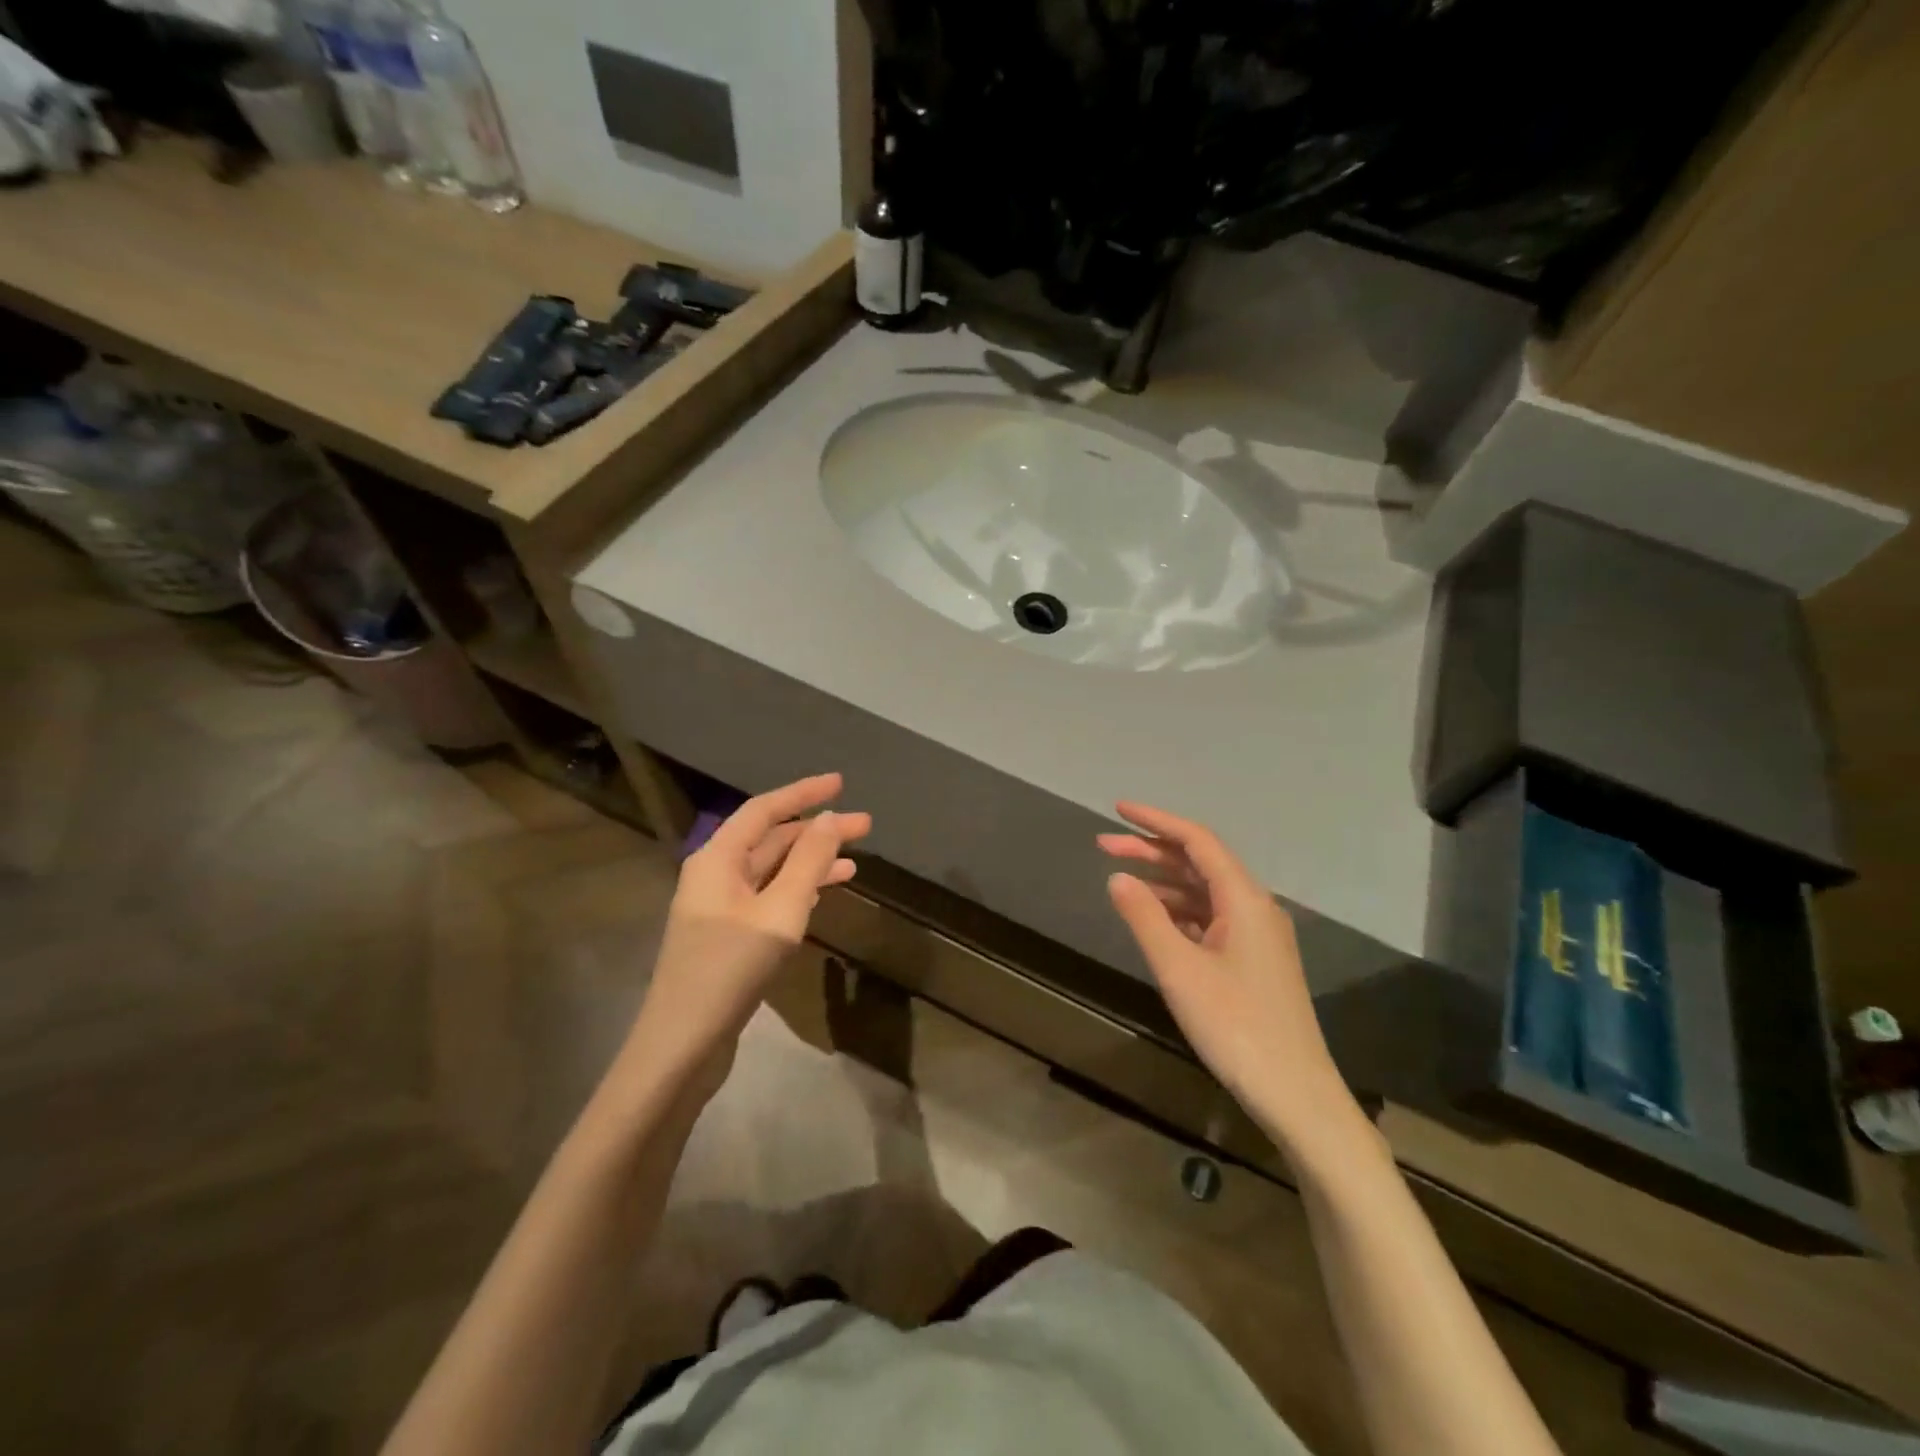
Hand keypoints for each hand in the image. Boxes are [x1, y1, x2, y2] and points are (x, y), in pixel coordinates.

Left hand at [630, 774, 870, 1091]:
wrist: (682, 1043)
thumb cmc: (731, 968)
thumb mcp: (780, 911)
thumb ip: (808, 862)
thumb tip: (830, 820)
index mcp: (718, 858)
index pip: (765, 810)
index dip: (804, 793)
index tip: (841, 783)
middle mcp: (715, 874)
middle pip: (771, 838)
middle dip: (817, 830)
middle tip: (865, 826)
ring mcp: (720, 906)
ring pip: (773, 869)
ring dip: (812, 861)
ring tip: (856, 858)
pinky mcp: (728, 935)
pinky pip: (770, 896)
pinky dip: (799, 889)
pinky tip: (827, 892)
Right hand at [1098, 802, 1361, 1153]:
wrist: (1295, 1094)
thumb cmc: (1235, 1026)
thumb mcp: (1179, 970)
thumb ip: (1144, 917)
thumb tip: (1117, 877)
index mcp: (1244, 899)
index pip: (1197, 841)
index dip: (1156, 821)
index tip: (1117, 810)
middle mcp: (1255, 907)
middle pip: (1199, 863)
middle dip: (1151, 850)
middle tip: (1103, 846)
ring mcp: (1258, 935)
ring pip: (1204, 891)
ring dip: (1163, 881)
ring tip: (1119, 878)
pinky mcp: (1254, 960)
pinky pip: (1211, 918)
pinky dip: (1178, 910)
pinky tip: (1153, 918)